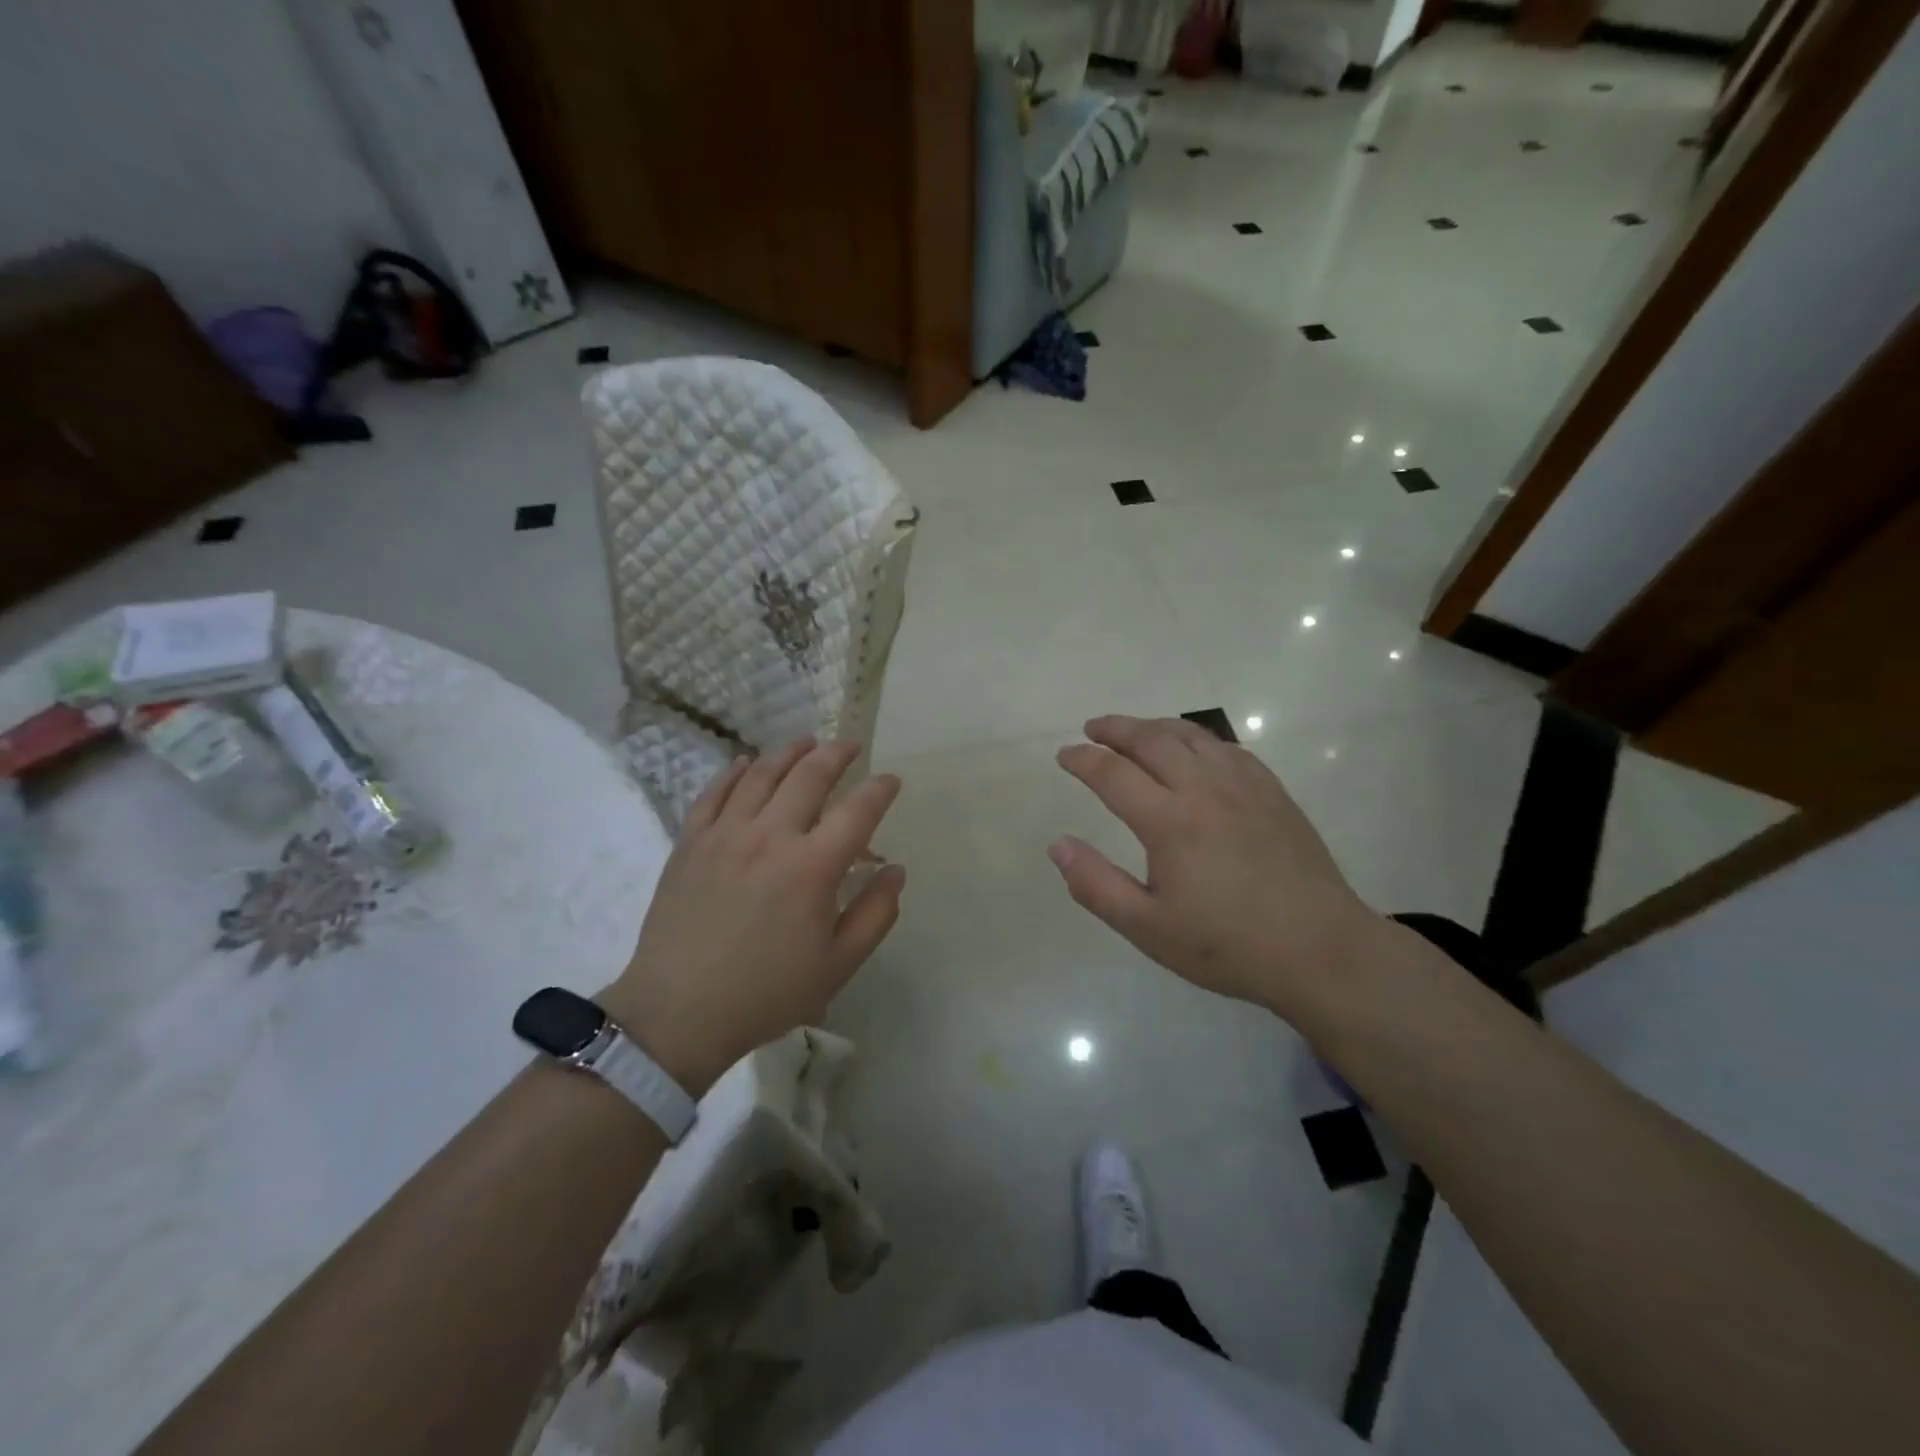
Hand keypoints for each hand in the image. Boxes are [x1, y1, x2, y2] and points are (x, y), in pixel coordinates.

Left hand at [602, 739, 904, 1092]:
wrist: (680, 1011)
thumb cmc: (767, 992)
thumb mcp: (838, 965)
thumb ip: (875, 914)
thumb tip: (895, 870)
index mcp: (813, 867)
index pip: (858, 811)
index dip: (880, 790)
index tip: (891, 779)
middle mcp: (771, 836)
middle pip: (809, 776)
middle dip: (835, 754)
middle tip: (849, 746)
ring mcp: (725, 834)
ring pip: (761, 774)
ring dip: (788, 753)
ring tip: (805, 742)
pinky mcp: (690, 843)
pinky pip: (714, 793)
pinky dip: (733, 772)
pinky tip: (745, 763)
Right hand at [1051, 715, 1381, 1023]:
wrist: (1321, 950)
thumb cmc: (1228, 945)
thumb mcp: (1148, 928)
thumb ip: (1096, 885)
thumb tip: (1057, 845)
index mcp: (1170, 822)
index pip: (1113, 773)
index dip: (1083, 759)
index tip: (1064, 755)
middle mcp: (1204, 789)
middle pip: (1151, 740)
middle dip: (1115, 729)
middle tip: (1092, 729)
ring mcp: (1244, 786)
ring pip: (1190, 736)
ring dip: (1154, 727)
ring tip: (1134, 731)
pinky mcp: (1272, 792)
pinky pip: (1226, 747)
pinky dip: (1197, 738)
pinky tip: (1193, 750)